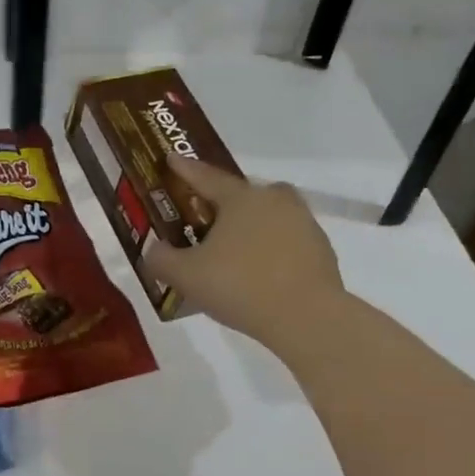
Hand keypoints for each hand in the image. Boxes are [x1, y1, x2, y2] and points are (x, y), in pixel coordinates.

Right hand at [144, 157, 344, 351]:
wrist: (306, 317)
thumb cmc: (239, 286)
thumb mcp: (185, 276)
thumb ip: (161, 259)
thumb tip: (155, 248)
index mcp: (241, 198)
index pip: (206, 177)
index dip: (185, 169)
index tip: (172, 158)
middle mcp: (275, 200)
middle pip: (242, 195)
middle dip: (221, 204)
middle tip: (203, 220)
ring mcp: (303, 223)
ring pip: (266, 217)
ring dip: (247, 229)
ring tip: (229, 253)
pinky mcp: (320, 250)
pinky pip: (284, 241)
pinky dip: (268, 250)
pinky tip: (255, 274)